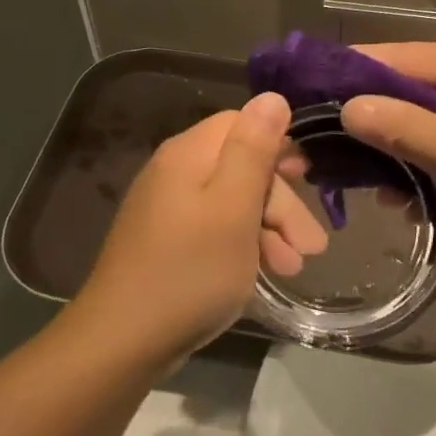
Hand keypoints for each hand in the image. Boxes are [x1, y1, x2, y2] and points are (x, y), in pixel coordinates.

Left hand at [75, 93, 326, 361]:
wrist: (124, 340)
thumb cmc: (190, 270)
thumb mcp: (234, 207)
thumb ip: (255, 150)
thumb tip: (273, 95)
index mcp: (189, 154)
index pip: (242, 124)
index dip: (279, 146)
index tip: (310, 178)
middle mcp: (175, 173)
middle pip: (241, 166)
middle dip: (281, 202)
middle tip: (312, 244)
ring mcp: (168, 210)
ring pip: (232, 202)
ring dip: (269, 229)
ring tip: (294, 266)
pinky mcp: (166, 243)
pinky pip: (215, 229)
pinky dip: (245, 245)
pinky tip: (265, 273)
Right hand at [339, 44, 435, 258]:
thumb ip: (402, 128)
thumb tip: (348, 106)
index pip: (395, 58)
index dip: (348, 76)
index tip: (307, 99)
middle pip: (413, 88)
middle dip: (372, 120)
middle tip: (329, 151)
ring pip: (435, 118)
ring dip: (402, 148)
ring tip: (369, 185)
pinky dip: (433, 161)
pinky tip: (414, 195)